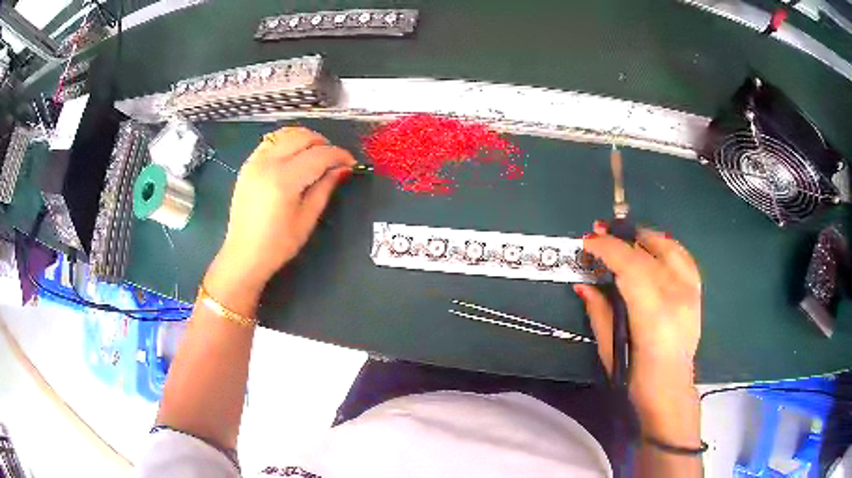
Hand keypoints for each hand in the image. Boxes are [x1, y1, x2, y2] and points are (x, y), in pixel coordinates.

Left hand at [214, 127, 355, 290]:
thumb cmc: (278, 244)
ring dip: (304, 138)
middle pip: (302, 137)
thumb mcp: (307, 219)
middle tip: (334, 160)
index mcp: (284, 179)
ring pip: (285, 134)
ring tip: (315, 154)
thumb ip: (325, 188)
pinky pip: (270, 142)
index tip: (351, 163)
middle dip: (323, 143)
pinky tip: (293, 155)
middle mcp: (268, 163)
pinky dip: (285, 141)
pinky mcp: (247, 165)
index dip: (339, 155)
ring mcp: (255, 161)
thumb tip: (342, 168)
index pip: (319, 155)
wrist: (244, 255)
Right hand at [574, 222, 701, 410]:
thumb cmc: (636, 379)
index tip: (588, 241)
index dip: (607, 248)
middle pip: (647, 252)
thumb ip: (599, 312)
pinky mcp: (696, 292)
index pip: (629, 265)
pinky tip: (653, 247)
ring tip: (625, 235)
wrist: (671, 390)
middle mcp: (675, 295)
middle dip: (620, 238)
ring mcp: (690, 291)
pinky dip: (665, 246)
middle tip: (599, 231)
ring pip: (668, 247)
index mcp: (652, 313)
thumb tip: (583, 284)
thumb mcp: (610, 349)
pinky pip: (683, 257)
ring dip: (643, 237)